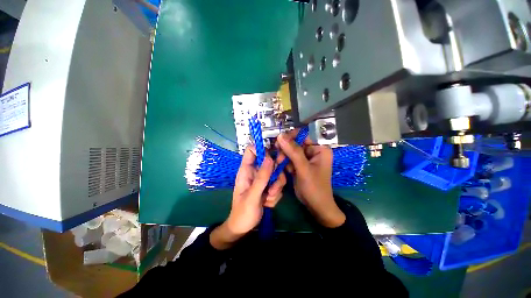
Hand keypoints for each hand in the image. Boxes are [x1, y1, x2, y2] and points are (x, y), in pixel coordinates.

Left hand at [210, 146, 285, 249]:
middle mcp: (255, 172)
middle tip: (274, 185)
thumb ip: (261, 177)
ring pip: (277, 174)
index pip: (252, 150)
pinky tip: (268, 203)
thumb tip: (270, 158)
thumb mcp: (252, 196)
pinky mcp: (269, 186)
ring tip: (269, 198)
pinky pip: (279, 184)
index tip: (273, 156)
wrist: (244, 228)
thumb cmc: (243, 212)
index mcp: (246, 170)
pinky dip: (276, 194)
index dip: (262, 149)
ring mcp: (263, 179)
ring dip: (276, 187)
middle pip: (270, 161)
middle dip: (275, 173)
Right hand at [276, 131, 345, 227]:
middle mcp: (313, 151)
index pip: (304, 135)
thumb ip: (293, 152)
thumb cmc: (314, 187)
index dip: (291, 136)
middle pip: (296, 142)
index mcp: (320, 148)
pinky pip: (289, 158)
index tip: (279, 140)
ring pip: (291, 150)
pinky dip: (284, 162)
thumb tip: (281, 135)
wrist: (315, 206)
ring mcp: (306, 158)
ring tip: (280, 163)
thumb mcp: (304, 169)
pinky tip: (282, 167)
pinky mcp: (300, 164)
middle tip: (279, 156)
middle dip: (286, 149)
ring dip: (284, 156)